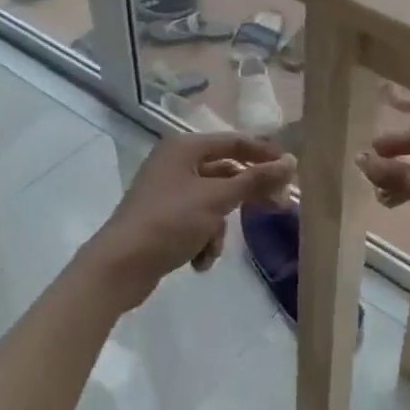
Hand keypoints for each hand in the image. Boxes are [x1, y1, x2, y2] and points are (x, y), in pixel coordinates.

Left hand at [83, 133, 294, 310]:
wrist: (118, 267)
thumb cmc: (169, 222)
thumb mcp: (217, 200)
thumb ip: (255, 180)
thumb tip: (291, 162)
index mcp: (184, 147)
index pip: (234, 142)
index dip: (264, 155)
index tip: (291, 171)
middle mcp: (175, 163)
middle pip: (225, 173)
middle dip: (245, 196)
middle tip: (276, 208)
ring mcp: (168, 192)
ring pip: (213, 202)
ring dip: (219, 227)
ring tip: (213, 248)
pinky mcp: (163, 219)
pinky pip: (197, 221)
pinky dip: (203, 239)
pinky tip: (198, 260)